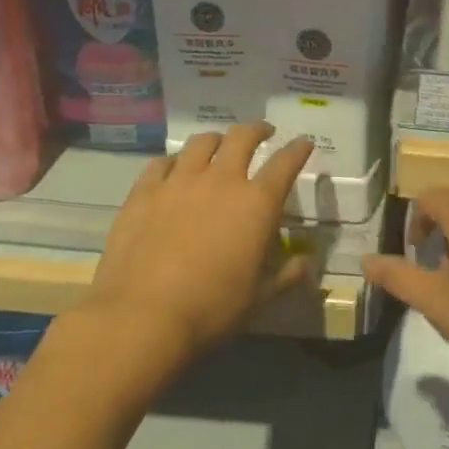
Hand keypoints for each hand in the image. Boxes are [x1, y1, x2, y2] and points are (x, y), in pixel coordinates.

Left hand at [72, 123, 313, 366]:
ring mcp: (179, 183)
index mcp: (257, 204)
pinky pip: (162, 163)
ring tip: (219, 147)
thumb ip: (287, 276)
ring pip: (202, 142)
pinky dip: (175, 161)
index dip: (298, 149)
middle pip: (242, 137)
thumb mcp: (259, 298)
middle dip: (257, 130)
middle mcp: (221, 181)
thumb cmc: (211, 309)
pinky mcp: (143, 193)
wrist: (141, 318)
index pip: (286, 163)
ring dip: (217, 140)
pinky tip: (174, 171)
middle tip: (263, 133)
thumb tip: (307, 264)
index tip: (304, 143)